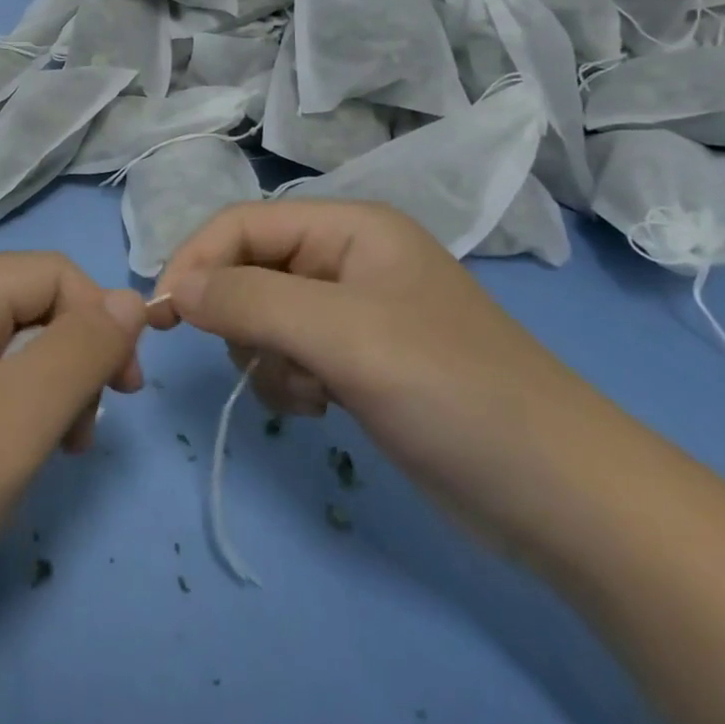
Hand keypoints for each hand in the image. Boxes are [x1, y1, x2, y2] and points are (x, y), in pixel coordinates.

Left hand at [0, 252, 146, 636]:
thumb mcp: (17, 417)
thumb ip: (83, 350)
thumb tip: (132, 299)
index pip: (51, 273)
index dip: (100, 318)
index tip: (125, 391)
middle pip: (28, 308)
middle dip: (72, 361)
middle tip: (81, 436)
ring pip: (6, 351)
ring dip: (45, 392)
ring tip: (49, 454)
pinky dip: (9, 415)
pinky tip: (5, 462)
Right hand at [151, 200, 606, 557]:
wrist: (562, 499)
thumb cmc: (451, 390)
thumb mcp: (343, 334)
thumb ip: (248, 300)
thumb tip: (172, 288)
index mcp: (350, 228)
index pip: (243, 224)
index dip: (196, 260)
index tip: (162, 314)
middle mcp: (347, 259)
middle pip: (249, 269)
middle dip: (239, 317)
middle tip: (257, 360)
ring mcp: (353, 313)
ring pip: (261, 317)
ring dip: (265, 356)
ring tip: (306, 390)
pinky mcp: (357, 362)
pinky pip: (287, 355)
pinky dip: (287, 381)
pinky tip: (319, 407)